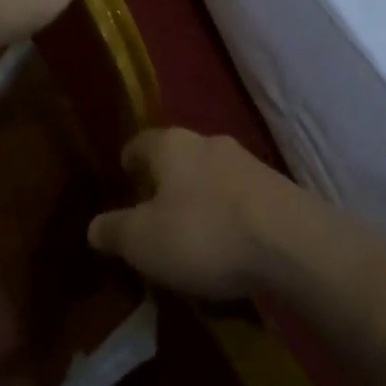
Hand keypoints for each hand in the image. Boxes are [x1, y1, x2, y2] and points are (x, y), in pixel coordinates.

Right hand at [87, 129, 306, 298]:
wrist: (292, 243)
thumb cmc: (203, 233)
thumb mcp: (143, 241)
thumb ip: (114, 231)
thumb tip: (94, 226)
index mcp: (170, 144)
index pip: (138, 144)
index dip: (127, 167)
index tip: (122, 191)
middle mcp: (207, 141)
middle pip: (175, 158)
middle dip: (163, 185)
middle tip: (153, 220)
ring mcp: (246, 161)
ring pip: (209, 176)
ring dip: (198, 200)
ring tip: (192, 238)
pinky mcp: (275, 186)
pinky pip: (238, 196)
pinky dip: (227, 214)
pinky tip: (228, 245)